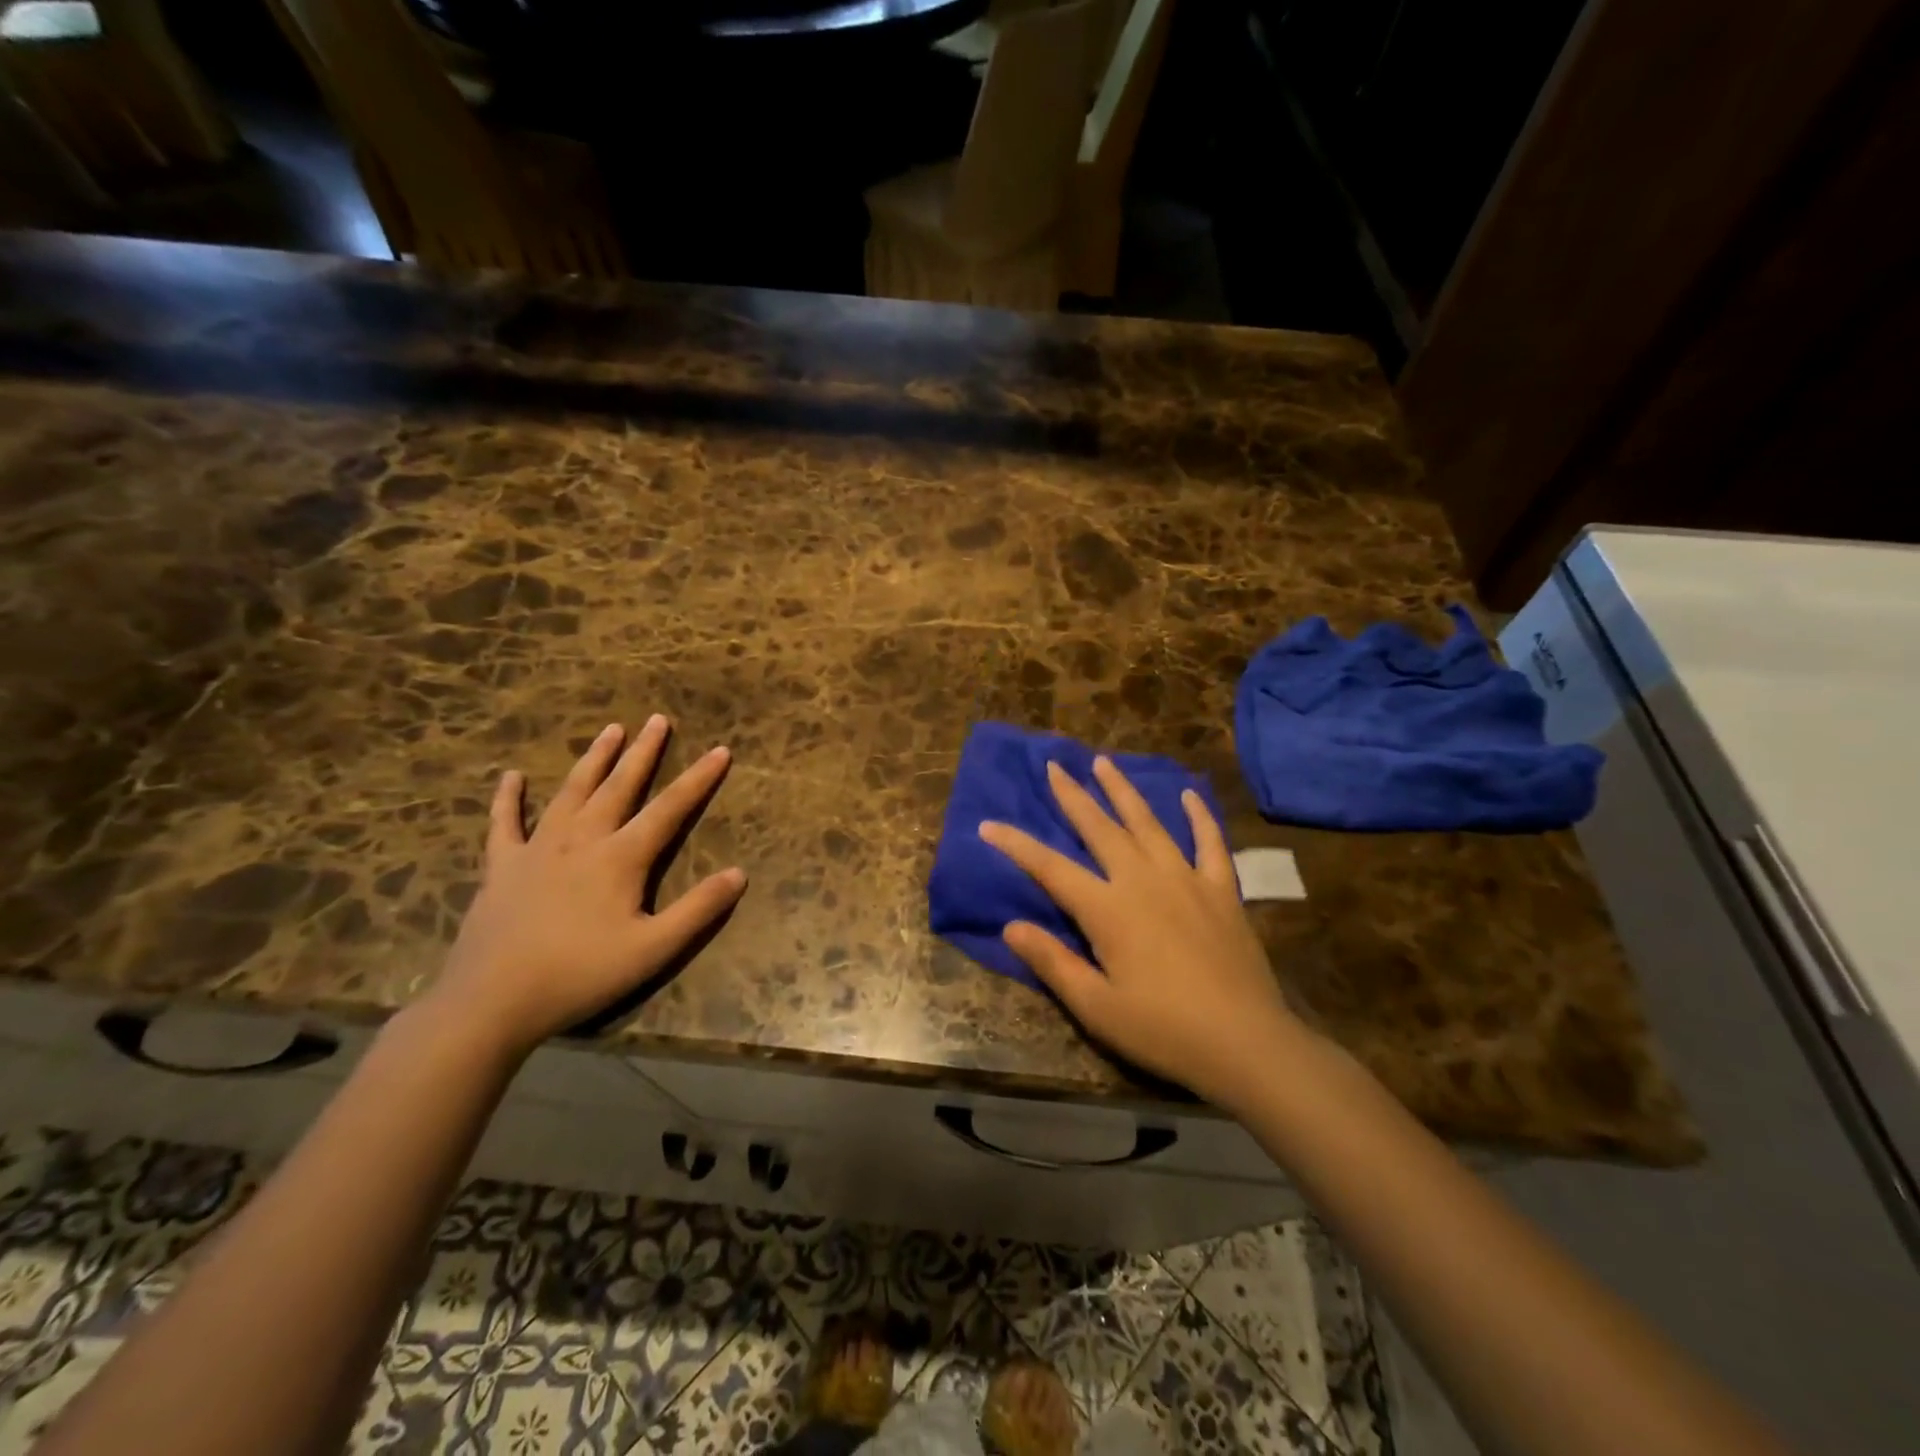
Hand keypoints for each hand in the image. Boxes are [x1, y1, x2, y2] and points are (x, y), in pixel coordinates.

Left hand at [427, 717, 746, 1057]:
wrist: (492, 1001)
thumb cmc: (581, 974)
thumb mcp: (654, 949)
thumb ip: (699, 909)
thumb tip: (740, 873)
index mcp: (621, 857)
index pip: (670, 809)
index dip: (699, 779)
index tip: (721, 750)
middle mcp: (582, 840)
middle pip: (619, 786)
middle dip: (643, 752)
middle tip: (658, 720)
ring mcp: (537, 849)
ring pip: (571, 792)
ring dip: (593, 760)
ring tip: (610, 730)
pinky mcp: (501, 866)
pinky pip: (504, 823)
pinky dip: (508, 798)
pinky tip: (511, 776)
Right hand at [980, 757, 1303, 1108]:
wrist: (1247, 1044)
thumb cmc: (1163, 1030)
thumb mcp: (1097, 1007)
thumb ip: (1053, 962)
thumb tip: (1011, 926)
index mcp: (1108, 910)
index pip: (1050, 868)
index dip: (1016, 845)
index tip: (988, 824)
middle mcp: (1143, 880)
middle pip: (1100, 828)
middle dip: (1072, 796)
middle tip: (1054, 765)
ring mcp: (1186, 880)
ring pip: (1148, 823)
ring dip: (1123, 791)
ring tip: (1104, 762)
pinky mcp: (1221, 890)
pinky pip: (1209, 843)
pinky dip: (1199, 816)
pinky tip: (1189, 795)